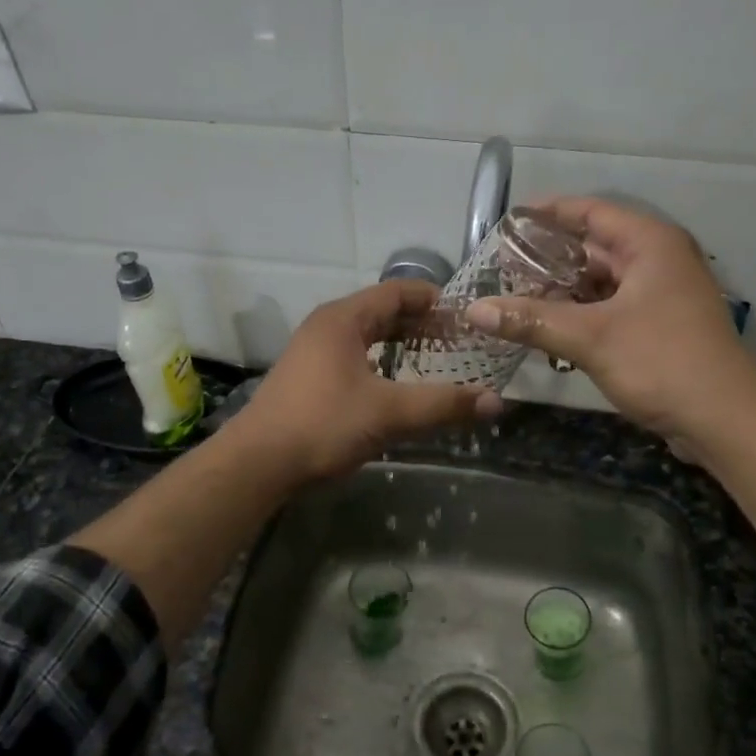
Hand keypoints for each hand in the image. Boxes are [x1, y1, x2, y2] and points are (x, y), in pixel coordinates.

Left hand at [236, 280, 500, 482]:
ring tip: (434, 359)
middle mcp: (326, 326)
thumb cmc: (323, 424)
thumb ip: (443, 405)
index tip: (466, 315)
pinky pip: (353, 356)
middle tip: (459, 339)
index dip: (434, 299)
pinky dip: (381, 362)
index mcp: (343, 319)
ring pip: (366, 336)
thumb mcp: (389, 413)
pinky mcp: (307, 378)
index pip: (396, 292)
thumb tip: (496, 402)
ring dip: (400, 343)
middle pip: (381, 312)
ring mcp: (313, 352)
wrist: (259, 463)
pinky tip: (395, 385)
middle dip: (421, 323)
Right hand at [466, 197, 753, 443]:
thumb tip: (475, 309)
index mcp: (649, 244)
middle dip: (548, 258)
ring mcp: (661, 296)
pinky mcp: (658, 328)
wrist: (724, 419)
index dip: (548, 213)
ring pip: (601, 283)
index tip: (509, 221)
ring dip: (562, 291)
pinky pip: (610, 309)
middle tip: (502, 268)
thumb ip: (531, 320)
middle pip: (594, 248)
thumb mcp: (590, 338)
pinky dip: (580, 316)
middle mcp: (658, 261)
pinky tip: (547, 330)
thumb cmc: (662, 362)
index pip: (591, 212)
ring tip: (515, 299)